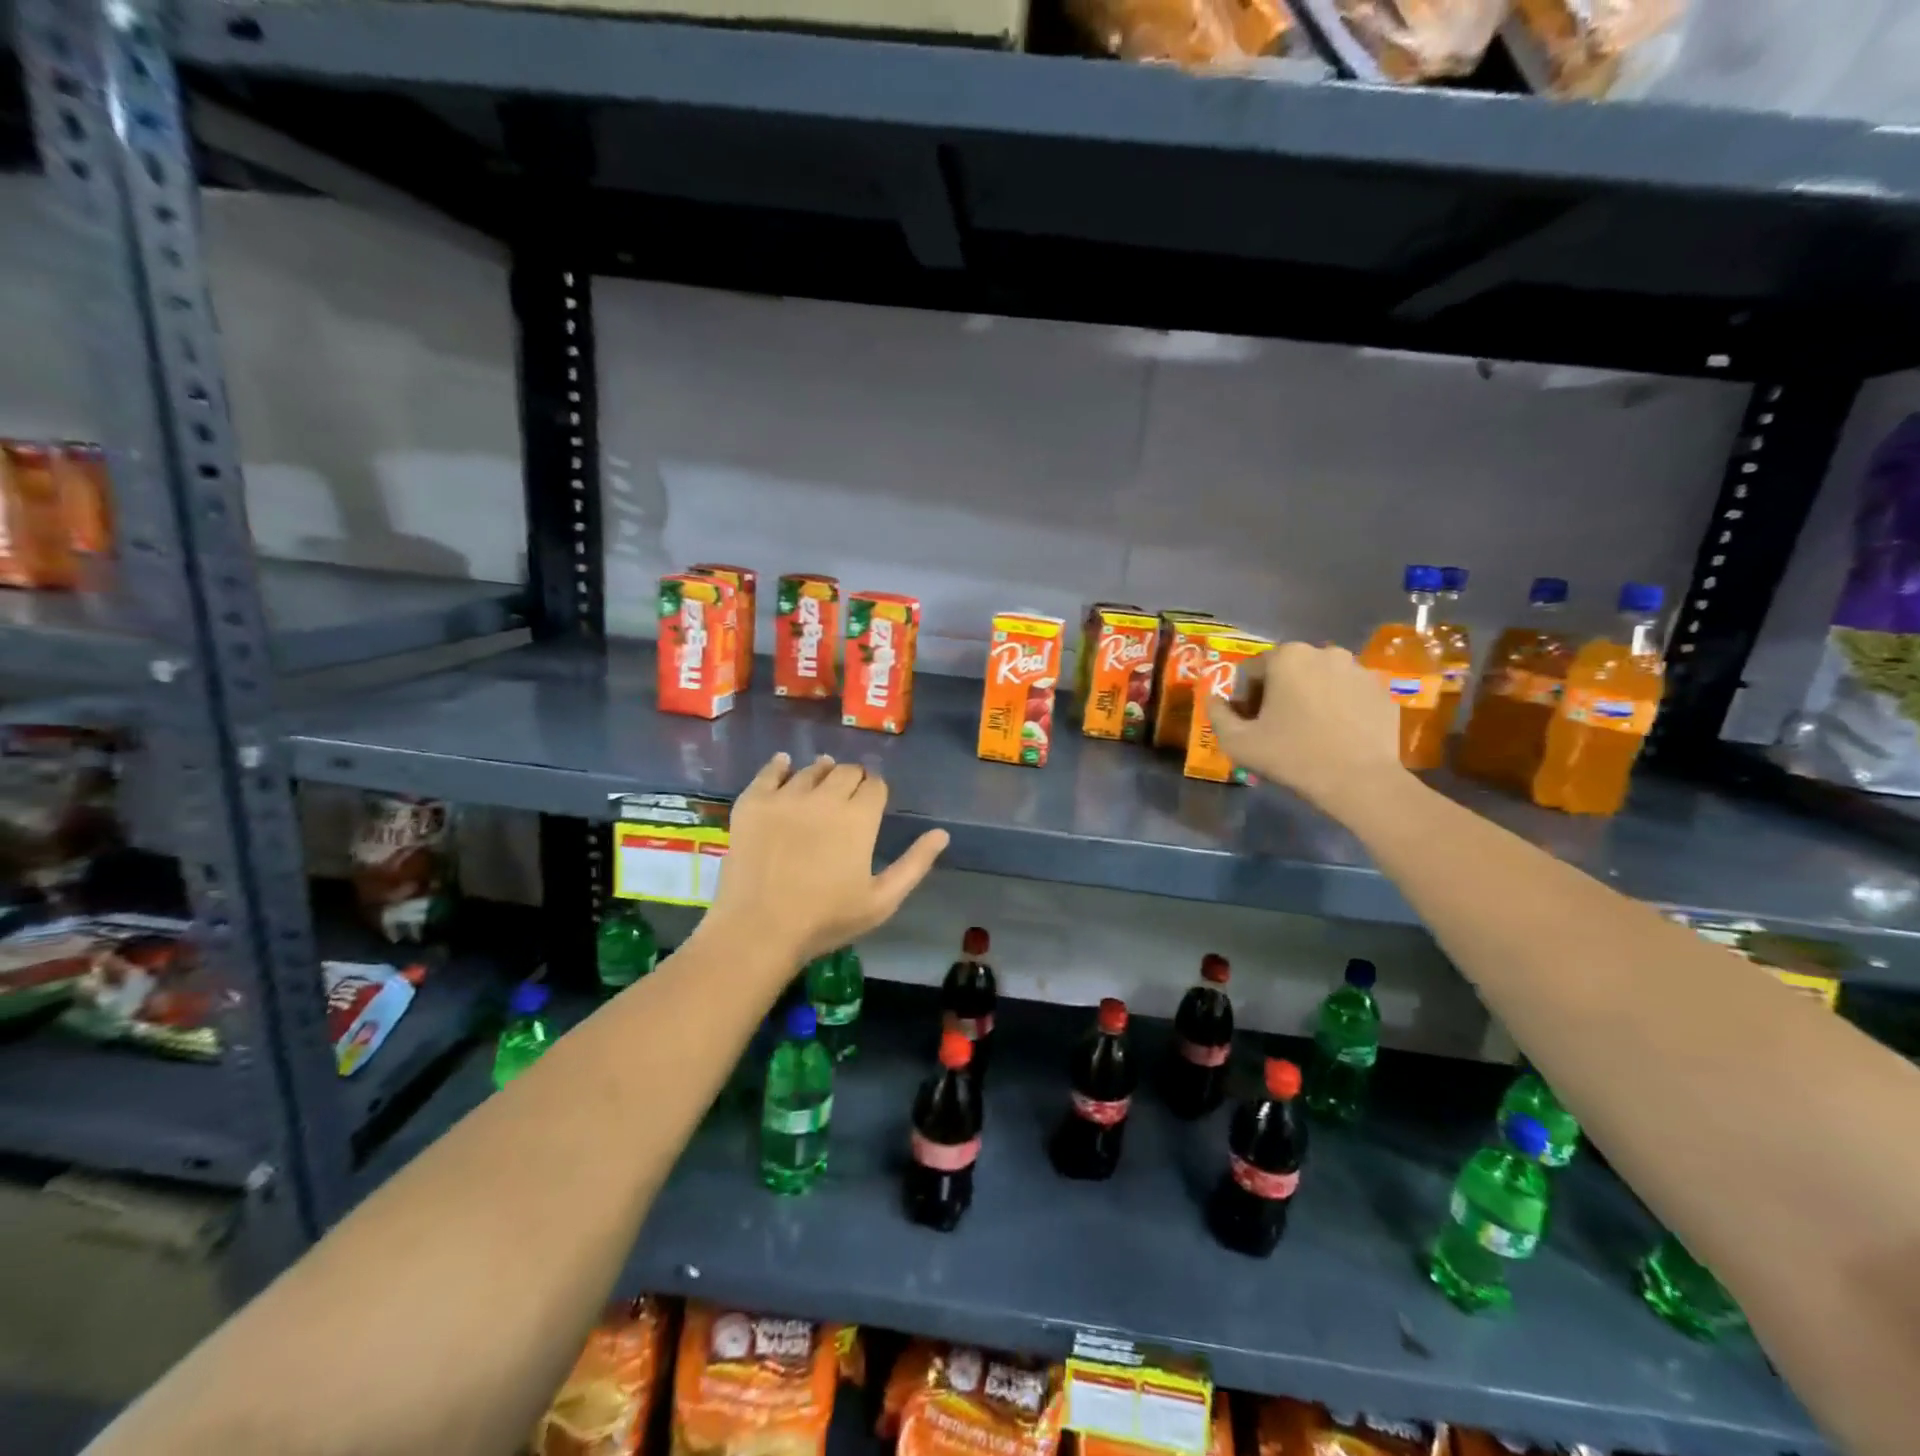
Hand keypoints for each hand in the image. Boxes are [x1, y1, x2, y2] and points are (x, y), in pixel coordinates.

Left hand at [705, 753, 948, 968]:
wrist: (758, 930)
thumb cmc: (825, 919)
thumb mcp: (881, 900)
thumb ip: (914, 864)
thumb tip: (942, 834)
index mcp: (859, 817)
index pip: (875, 785)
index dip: (876, 790)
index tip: (873, 802)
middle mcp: (825, 797)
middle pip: (846, 771)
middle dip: (853, 779)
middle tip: (848, 797)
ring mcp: (786, 797)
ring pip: (811, 769)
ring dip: (822, 772)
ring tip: (822, 780)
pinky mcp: (753, 802)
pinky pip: (769, 771)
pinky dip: (780, 765)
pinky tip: (784, 764)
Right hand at [1209, 643, 1406, 815]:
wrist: (1360, 781)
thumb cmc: (1293, 756)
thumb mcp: (1237, 742)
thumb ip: (1217, 714)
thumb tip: (1213, 698)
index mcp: (1287, 656)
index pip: (1250, 671)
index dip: (1243, 698)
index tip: (1248, 724)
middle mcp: (1325, 652)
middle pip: (1287, 671)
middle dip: (1276, 694)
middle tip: (1275, 728)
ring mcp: (1359, 669)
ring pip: (1320, 680)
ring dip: (1308, 698)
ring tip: (1308, 731)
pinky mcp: (1382, 690)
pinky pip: (1348, 694)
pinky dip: (1337, 707)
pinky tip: (1335, 735)